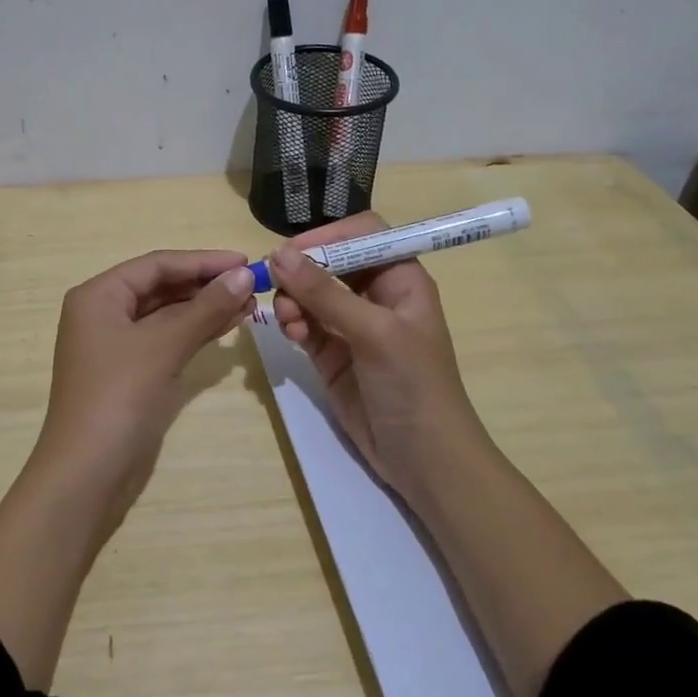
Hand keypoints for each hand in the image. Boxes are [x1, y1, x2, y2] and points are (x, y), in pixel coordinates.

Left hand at [33, 249, 257, 525]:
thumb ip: (204, 308)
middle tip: (252, 286)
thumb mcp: (162, 346)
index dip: (202, 261)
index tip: (244, 262)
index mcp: (98, 295)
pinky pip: (165, 340)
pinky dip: (194, 332)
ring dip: (204, 308)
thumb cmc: (118, 397)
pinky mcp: (129, 373)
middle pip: (160, 287)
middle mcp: (103, 313)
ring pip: (166, 314)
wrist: (87, 474)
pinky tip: (227, 327)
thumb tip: (242, 275)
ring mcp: (115, 345)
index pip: (156, 265)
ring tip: (249, 304)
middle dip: (205, 285)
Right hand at [269, 213, 488, 509]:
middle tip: (273, 280)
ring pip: (311, 293)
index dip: (330, 236)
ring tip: (287, 317)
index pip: (363, 235)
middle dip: (302, 270)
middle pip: (330, 262)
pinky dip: (292, 323)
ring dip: (294, 298)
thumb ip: (325, 293)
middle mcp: (375, 296)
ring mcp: (351, 326)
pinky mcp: (331, 354)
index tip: (294, 250)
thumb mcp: (374, 332)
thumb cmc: (414, 385)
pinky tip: (291, 333)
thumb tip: (278, 254)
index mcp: (401, 280)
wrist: (424, 460)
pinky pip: (304, 323)